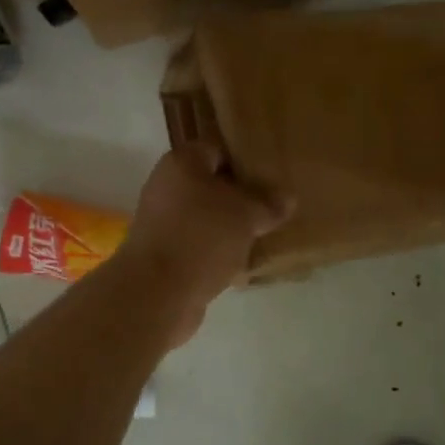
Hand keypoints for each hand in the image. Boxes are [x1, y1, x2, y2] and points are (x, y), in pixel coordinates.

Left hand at [116, 143, 291, 340]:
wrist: (157, 294)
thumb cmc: (201, 237)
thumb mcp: (246, 215)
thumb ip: (268, 203)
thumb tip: (287, 197)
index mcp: (182, 163)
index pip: (218, 150)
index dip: (245, 162)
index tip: (271, 178)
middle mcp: (166, 187)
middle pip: (211, 185)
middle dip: (240, 198)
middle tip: (272, 208)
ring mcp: (161, 222)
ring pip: (206, 218)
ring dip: (230, 228)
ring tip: (263, 237)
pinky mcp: (163, 255)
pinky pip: (198, 245)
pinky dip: (217, 253)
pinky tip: (243, 265)